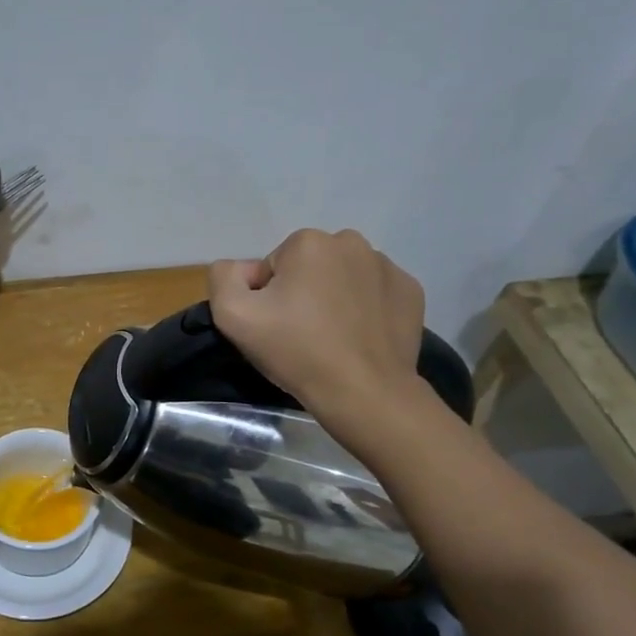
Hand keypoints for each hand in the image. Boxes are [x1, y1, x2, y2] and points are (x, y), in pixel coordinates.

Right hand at [208, 229, 426, 414]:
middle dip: (302, 292)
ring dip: (334, 298)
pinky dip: (365, 309)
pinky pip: (375, 293)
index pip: (273, 266)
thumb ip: (224, 277)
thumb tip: (243, 270)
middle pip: (310, 267)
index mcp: (309, 242)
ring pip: (343, 277)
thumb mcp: (232, 315)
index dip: (268, 297)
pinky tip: (359, 337)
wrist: (364, 393)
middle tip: (301, 333)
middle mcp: (352, 243)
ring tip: (332, 338)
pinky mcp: (411, 292)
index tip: (276, 326)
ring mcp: (387, 267)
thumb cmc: (296, 351)